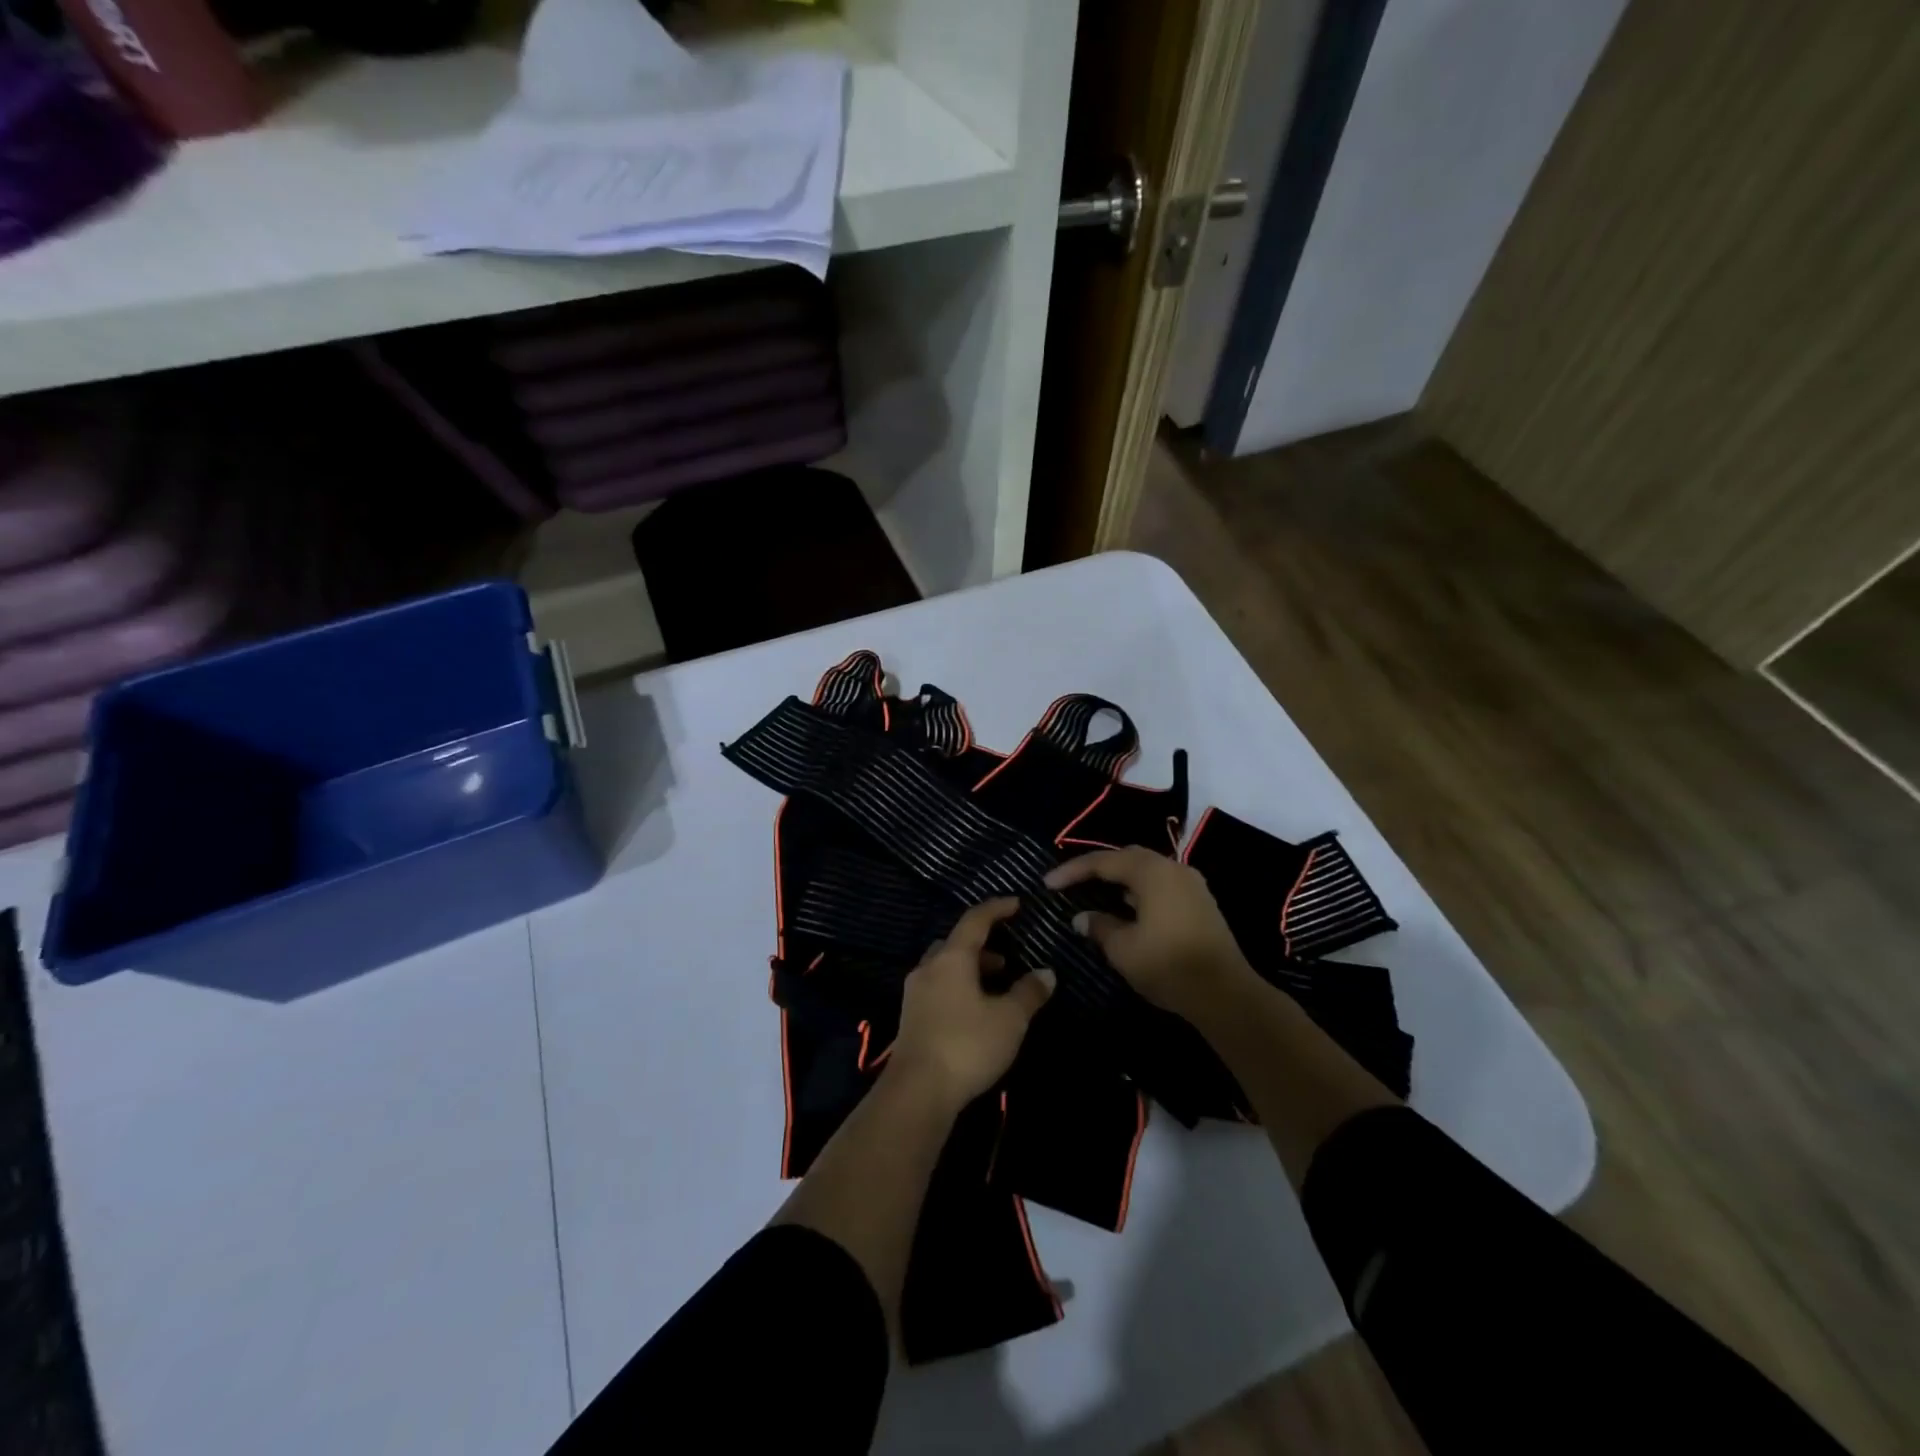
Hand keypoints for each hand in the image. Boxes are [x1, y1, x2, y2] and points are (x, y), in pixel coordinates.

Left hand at [888, 898, 1054, 1109]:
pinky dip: (958, 987)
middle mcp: (929, 967)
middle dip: (982, 946)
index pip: (975, 920)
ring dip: (970, 969)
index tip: (1016, 904)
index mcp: (951, 958)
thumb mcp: (1009, 1019)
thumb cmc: (967, 1044)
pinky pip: (938, 988)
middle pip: (956, 943)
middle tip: (1007, 958)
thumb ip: (1029, 993)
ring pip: (945, 967)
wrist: (916, 1091)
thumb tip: (1046, 973)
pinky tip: (975, 1010)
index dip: (997, 908)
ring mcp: (915, 993)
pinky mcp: (910, 1017)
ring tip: (996, 986)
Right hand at [1045, 847, 1251, 1019]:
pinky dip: (1139, 890)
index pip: (1104, 862)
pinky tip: (1126, 909)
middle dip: (1097, 868)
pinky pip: (1161, 885)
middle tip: (1072, 882)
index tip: (1048, 884)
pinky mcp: (1200, 903)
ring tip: (1095, 893)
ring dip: (1120, 880)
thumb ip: (1099, 926)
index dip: (1072, 871)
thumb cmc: (1168, 965)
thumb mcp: (1123, 949)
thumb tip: (1083, 917)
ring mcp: (1191, 884)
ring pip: (1146, 871)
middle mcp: (1173, 868)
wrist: (1226, 994)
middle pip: (1128, 858)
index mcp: (1151, 872)